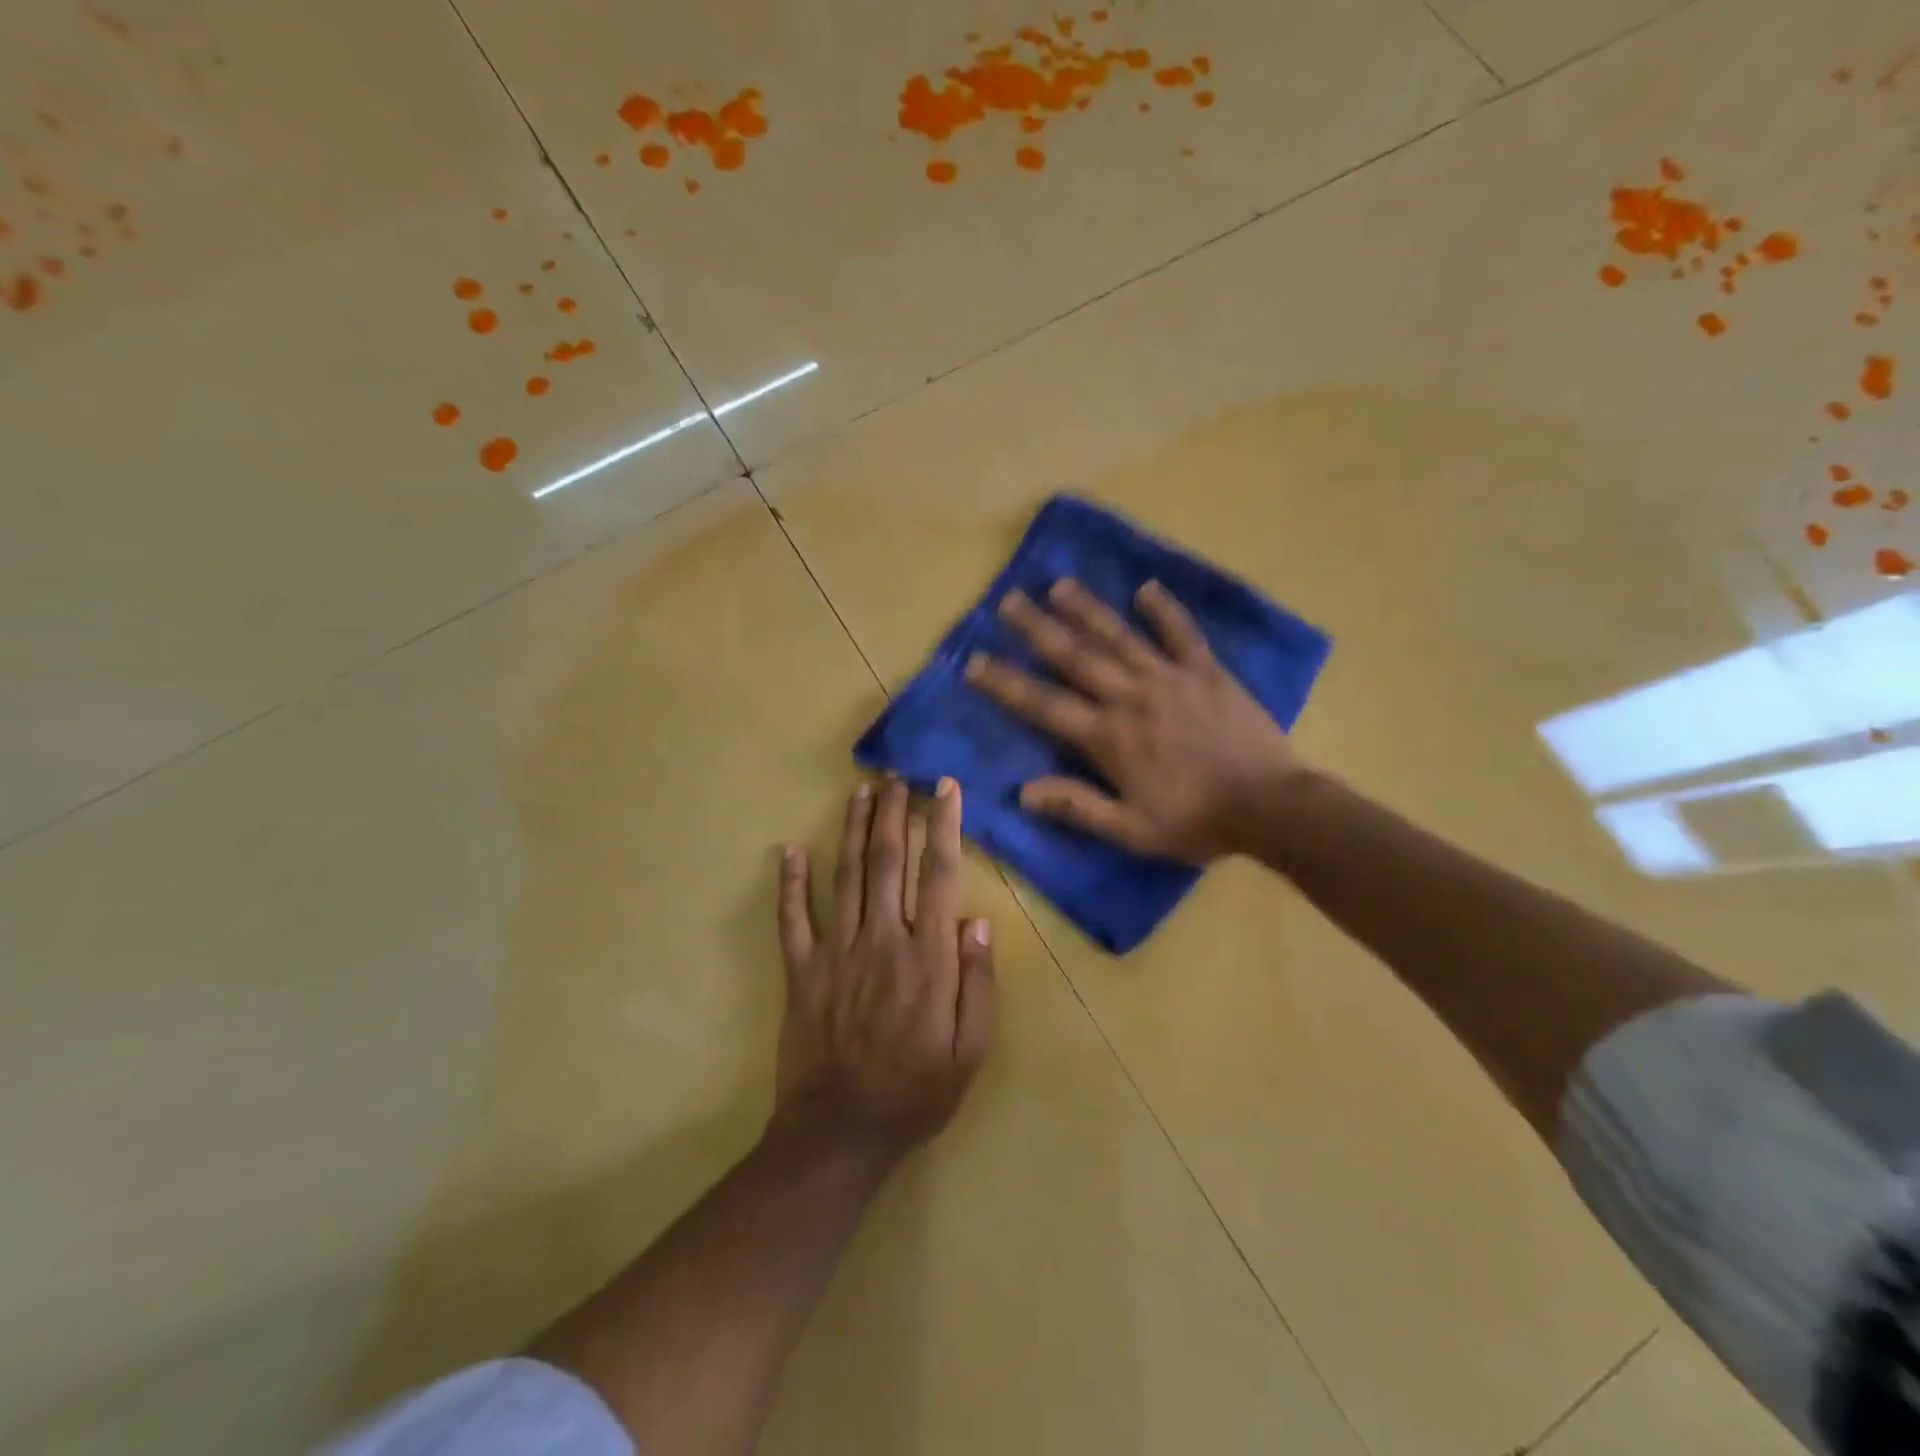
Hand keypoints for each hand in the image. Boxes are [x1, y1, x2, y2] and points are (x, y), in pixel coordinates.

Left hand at [774, 778, 994, 1157]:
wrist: (841, 1132)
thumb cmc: (916, 1092)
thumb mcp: (969, 1050)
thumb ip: (977, 982)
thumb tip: (977, 920)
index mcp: (927, 957)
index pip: (938, 875)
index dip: (943, 825)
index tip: (944, 788)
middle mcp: (882, 940)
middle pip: (888, 862)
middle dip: (894, 813)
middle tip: (896, 776)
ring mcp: (837, 952)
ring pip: (846, 877)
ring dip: (853, 830)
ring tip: (860, 792)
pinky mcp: (801, 970)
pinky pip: (793, 919)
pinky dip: (791, 884)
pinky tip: (789, 851)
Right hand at [964, 578, 1308, 862]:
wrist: (1270, 807)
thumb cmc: (1196, 822)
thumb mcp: (1131, 830)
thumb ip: (1077, 807)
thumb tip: (1022, 792)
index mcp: (1108, 737)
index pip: (1044, 705)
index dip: (1005, 684)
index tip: (974, 661)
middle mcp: (1130, 698)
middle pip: (1075, 657)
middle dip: (1037, 629)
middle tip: (1007, 601)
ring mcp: (1170, 679)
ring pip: (1119, 637)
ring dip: (1087, 609)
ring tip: (1059, 585)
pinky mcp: (1207, 672)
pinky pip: (1182, 634)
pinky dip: (1164, 611)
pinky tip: (1146, 589)